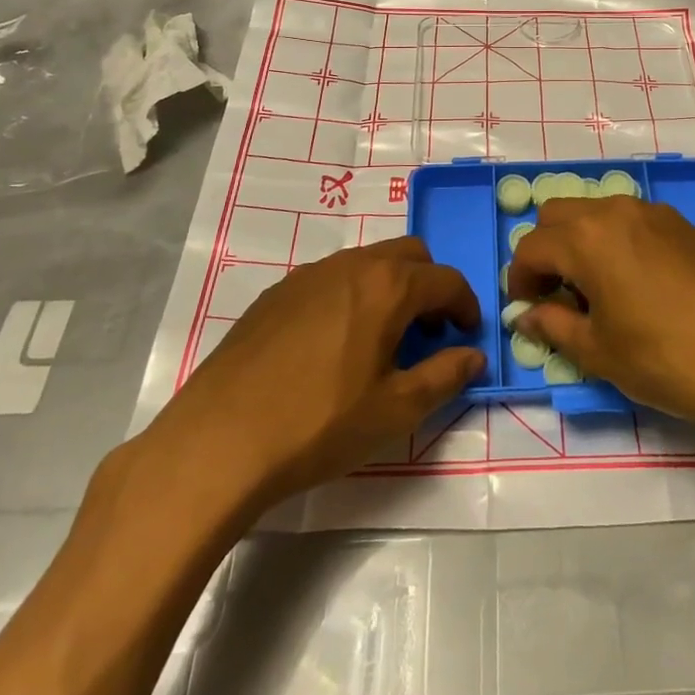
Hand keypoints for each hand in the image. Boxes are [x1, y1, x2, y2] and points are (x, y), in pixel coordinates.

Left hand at [134, 236, 482, 526]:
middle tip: (428, 333)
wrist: (219, 440)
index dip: (466, 306)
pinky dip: (352, 296)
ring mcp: (309, 273)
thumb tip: (475, 356)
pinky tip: (332, 346)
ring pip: (368, 262)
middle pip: (410, 254)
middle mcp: (352, 264)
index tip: (467, 336)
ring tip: (381, 341)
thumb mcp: (396, 410)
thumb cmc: (319, 424)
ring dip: (390, 288)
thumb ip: (446, 376)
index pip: (446, 279)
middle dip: (430, 286)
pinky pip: (331, 278)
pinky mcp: (276, 292)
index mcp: (388, 286)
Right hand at [507, 197, 694, 438]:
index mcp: (586, 238)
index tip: (527, 310)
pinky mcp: (682, 224)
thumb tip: (526, 317)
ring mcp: (653, 212)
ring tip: (597, 289)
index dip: (519, 280)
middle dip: (546, 250)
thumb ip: (553, 326)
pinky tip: (636, 282)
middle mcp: (615, 211)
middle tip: (557, 294)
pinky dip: (616, 240)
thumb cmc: (665, 360)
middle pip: (558, 214)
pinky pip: (631, 220)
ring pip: (596, 212)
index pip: (531, 247)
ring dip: (581, 241)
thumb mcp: (598, 352)